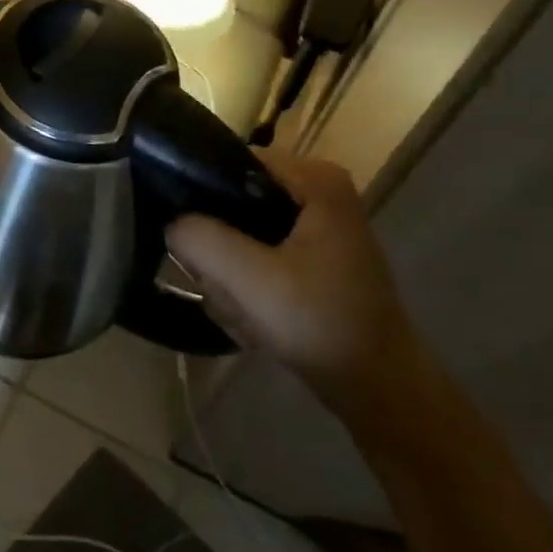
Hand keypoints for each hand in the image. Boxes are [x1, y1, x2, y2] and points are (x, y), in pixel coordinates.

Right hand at [165, 152, 430, 428]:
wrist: (380, 390)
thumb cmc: (321, 323)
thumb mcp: (250, 279)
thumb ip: (200, 239)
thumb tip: (172, 224)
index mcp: (314, 178)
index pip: (229, 161)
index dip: (201, 195)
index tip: (193, 240)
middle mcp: (317, 189)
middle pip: (233, 200)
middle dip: (221, 249)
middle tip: (225, 287)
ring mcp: (316, 224)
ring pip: (241, 232)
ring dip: (231, 275)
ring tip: (242, 309)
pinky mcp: (312, 256)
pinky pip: (257, 256)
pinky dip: (248, 286)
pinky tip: (254, 318)